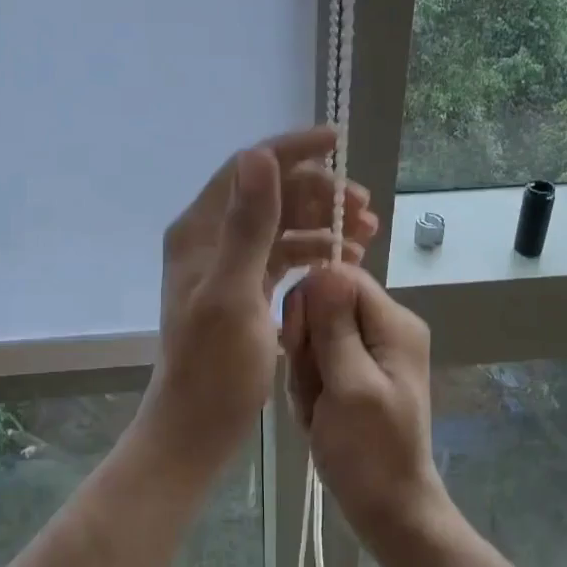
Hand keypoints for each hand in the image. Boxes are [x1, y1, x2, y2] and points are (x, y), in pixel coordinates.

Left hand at [136, 127, 378, 483]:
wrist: (198, 426)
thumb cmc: (214, 367)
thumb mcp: (232, 294)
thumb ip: (247, 225)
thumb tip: (259, 155)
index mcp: (199, 231)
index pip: (247, 169)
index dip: (291, 149)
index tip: (336, 140)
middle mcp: (211, 239)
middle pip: (271, 195)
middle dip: (319, 192)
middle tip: (366, 208)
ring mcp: (228, 265)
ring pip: (282, 225)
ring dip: (324, 223)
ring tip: (368, 233)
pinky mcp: (245, 289)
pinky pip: (284, 256)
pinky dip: (315, 252)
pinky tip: (345, 259)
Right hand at [283, 264, 452, 549]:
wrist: (388, 509)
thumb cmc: (369, 452)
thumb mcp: (350, 385)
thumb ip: (335, 326)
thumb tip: (325, 267)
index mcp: (394, 323)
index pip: (340, 277)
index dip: (310, 304)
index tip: (298, 344)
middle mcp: (386, 329)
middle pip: (325, 306)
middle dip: (307, 346)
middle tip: (314, 388)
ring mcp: (371, 352)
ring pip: (315, 337)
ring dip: (306, 373)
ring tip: (317, 410)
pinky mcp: (356, 374)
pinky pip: (318, 362)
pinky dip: (310, 388)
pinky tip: (317, 416)